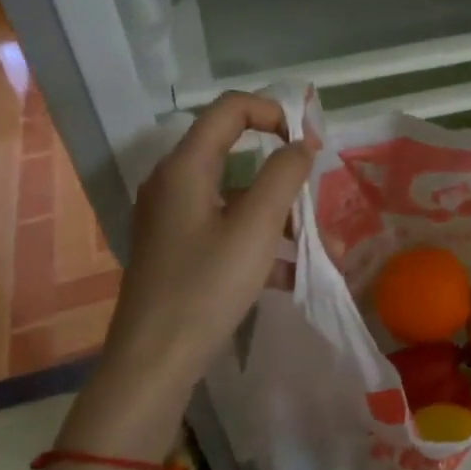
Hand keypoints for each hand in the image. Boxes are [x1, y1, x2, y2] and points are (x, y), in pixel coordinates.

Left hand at [65, 92, 315, 454]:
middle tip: (315, 202)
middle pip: (236, 153)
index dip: (275, 113)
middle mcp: (174, 183)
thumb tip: (301, 145)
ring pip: (236, 197)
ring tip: (316, 250)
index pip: (231, 108)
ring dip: (278, 214)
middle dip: (283, 175)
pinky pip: (226, 228)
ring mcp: (172, 218)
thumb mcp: (257, 227)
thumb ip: (284, 176)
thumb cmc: (207, 286)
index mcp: (186, 166)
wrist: (154, 361)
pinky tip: (290, 274)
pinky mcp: (177, 249)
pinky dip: (259, 241)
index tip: (310, 145)